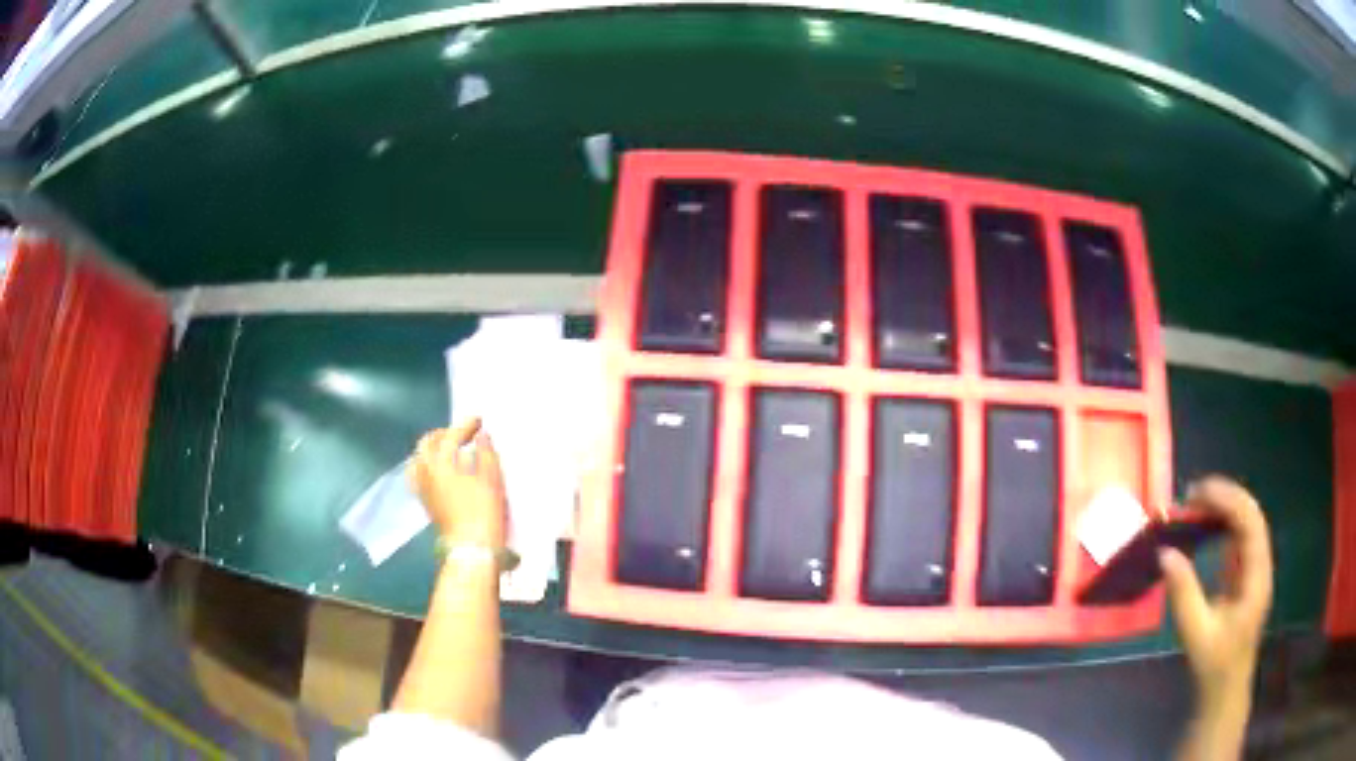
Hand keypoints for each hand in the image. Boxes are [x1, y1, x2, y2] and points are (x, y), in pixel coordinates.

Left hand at [409, 418, 507, 546]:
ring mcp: (423, 488)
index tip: (479, 420)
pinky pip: (420, 474)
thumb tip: (481, 436)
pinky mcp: (426, 502)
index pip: (450, 437)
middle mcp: (426, 472)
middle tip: (461, 433)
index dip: (465, 426)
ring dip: (432, 449)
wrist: (471, 548)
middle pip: (427, 444)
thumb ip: (486, 453)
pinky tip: (441, 471)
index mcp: (441, 463)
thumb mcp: (491, 479)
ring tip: (449, 450)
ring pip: (420, 459)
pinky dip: (428, 465)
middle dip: (443, 434)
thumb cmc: (483, 512)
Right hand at [1161, 476, 1273, 699]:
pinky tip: (1206, 528)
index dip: (1227, 500)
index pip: (1249, 521)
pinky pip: (1239, 538)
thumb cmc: (1214, 664)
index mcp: (1257, 575)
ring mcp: (1256, 568)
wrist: (1226, 688)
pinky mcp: (1247, 575)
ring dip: (1224, 508)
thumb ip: (1184, 594)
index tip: (1196, 493)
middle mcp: (1261, 563)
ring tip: (1196, 506)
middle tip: (1192, 495)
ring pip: (1247, 522)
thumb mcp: (1197, 634)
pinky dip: (1224, 525)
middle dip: (1224, 497)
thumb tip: (1165, 553)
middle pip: (1251, 514)